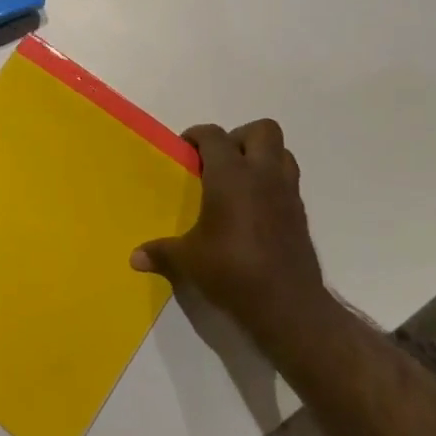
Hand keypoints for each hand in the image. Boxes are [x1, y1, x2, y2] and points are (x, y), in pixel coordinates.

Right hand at [131, 120, 328, 346]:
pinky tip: (255, 209)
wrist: (287, 305)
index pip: (214, 136)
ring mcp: (287, 193)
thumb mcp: (188, 261)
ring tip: (240, 180)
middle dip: (239, 137)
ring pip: (283, 152)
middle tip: (219, 161)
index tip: (185, 151)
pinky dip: (273, 183)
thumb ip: (161, 252)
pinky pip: (289, 182)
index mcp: (231, 176)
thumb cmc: (231, 271)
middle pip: (262, 130)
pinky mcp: (301, 214)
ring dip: (263, 157)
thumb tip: (134, 258)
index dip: (197, 136)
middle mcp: (262, 175)